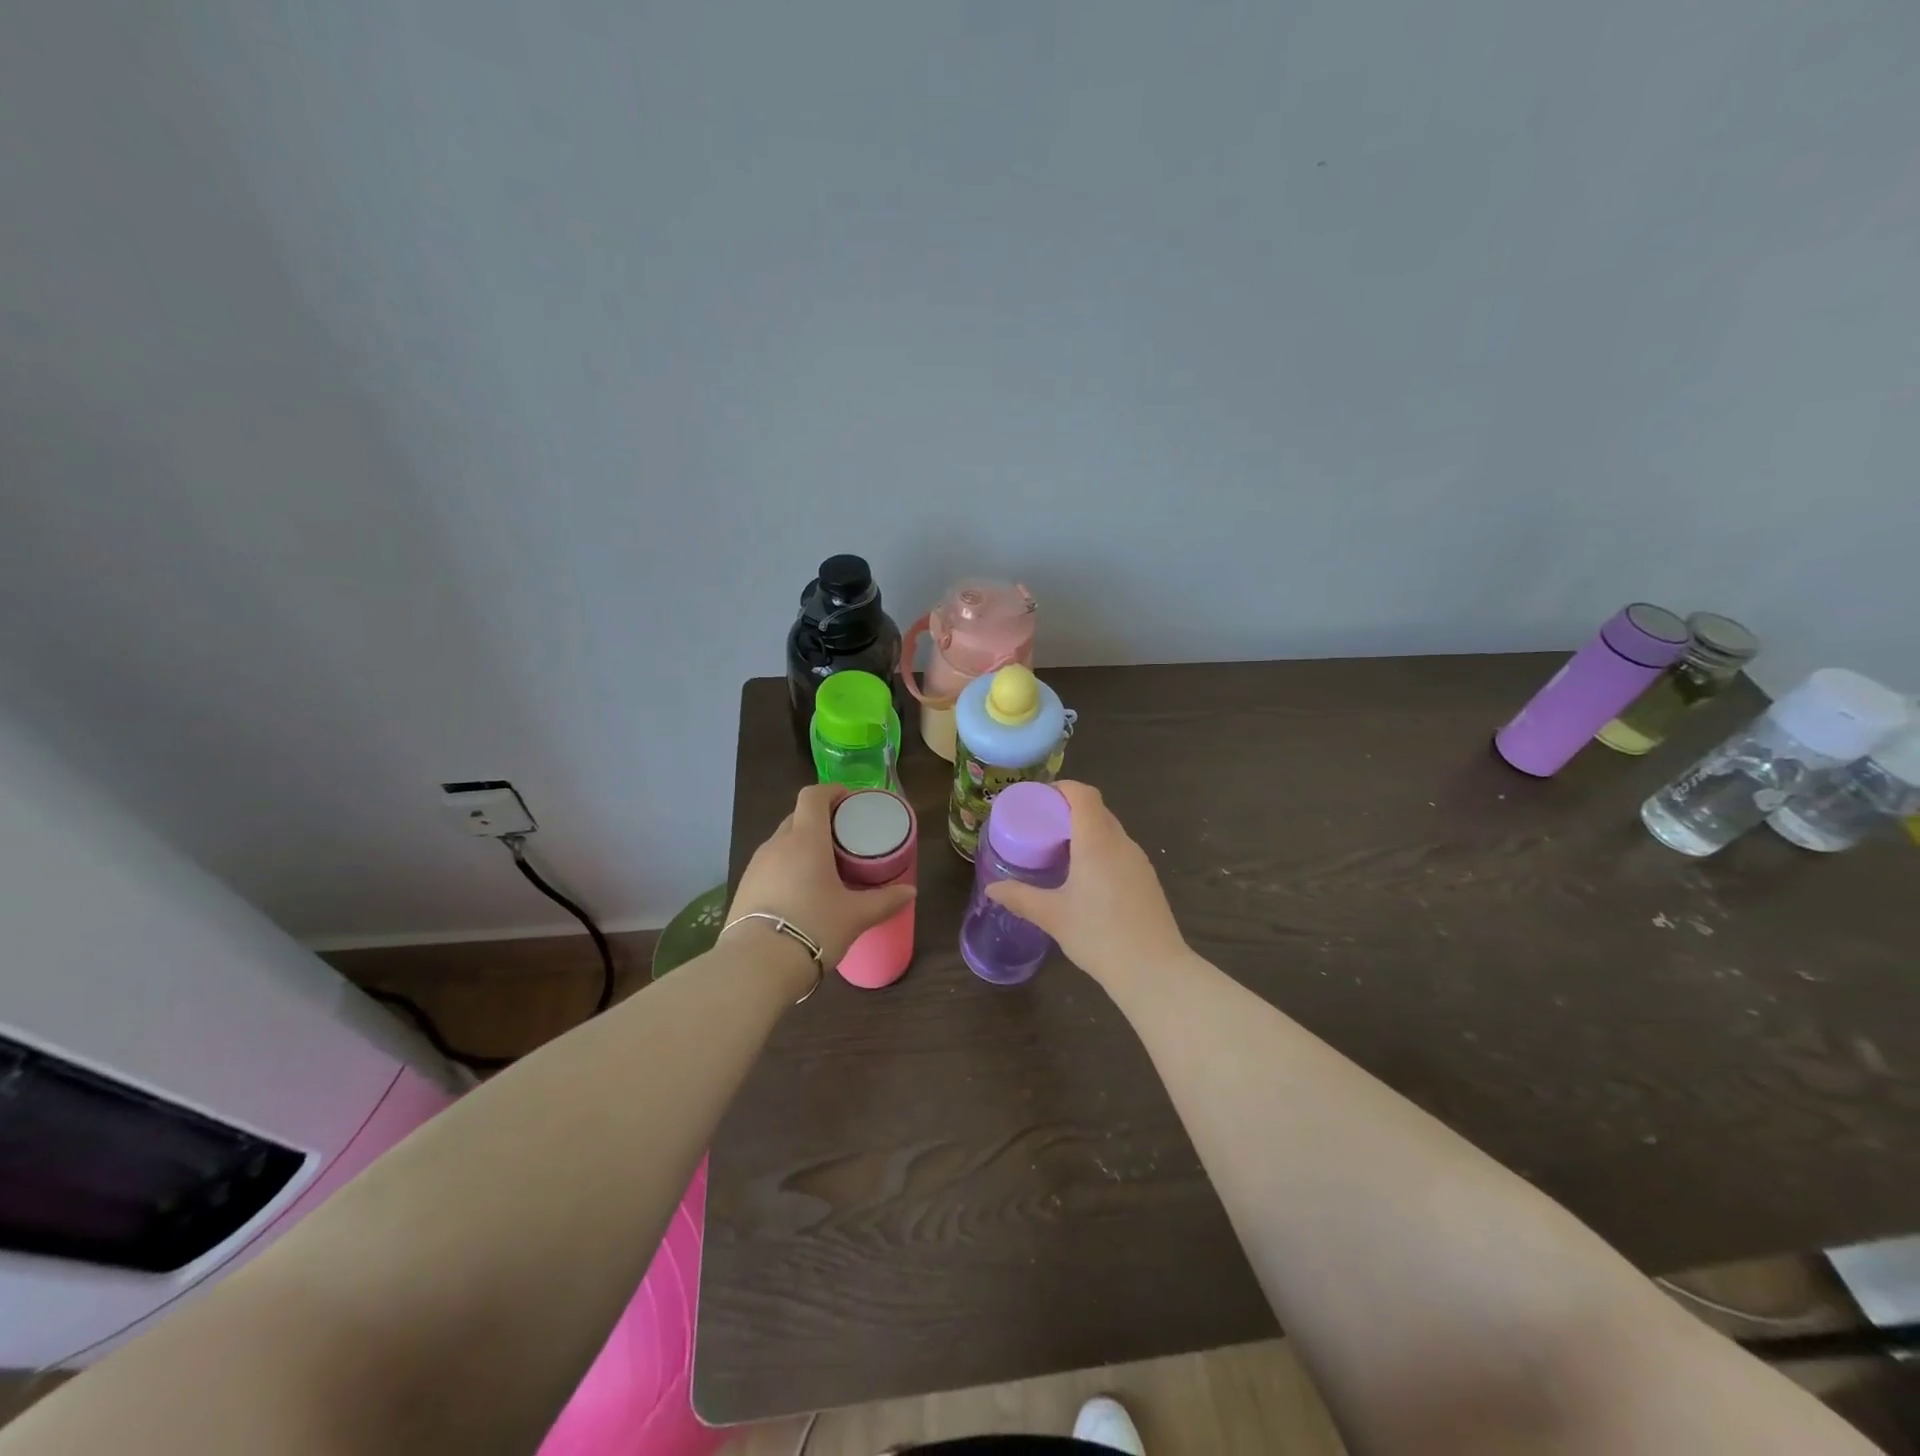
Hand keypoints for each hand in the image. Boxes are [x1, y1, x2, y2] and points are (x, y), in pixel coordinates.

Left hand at [730, 784, 916, 966]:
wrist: (756, 966)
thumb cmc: (814, 928)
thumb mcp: (856, 916)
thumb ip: (885, 900)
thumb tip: (910, 892)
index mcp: (806, 839)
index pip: (813, 796)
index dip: (831, 791)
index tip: (849, 801)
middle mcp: (777, 844)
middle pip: (798, 817)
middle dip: (819, 820)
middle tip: (843, 839)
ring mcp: (756, 866)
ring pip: (781, 842)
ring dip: (801, 845)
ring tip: (823, 867)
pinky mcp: (744, 889)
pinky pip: (770, 866)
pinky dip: (786, 868)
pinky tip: (800, 893)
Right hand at [984, 781, 1187, 984]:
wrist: (1153, 970)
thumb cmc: (1099, 935)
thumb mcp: (1053, 916)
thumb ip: (1020, 897)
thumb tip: (992, 888)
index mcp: (1097, 841)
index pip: (1083, 794)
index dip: (1062, 788)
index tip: (1039, 800)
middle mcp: (1121, 843)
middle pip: (1096, 810)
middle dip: (1068, 810)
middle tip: (1041, 827)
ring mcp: (1139, 861)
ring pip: (1110, 831)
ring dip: (1086, 831)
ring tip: (1059, 851)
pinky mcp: (1147, 880)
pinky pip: (1120, 851)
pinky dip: (1100, 850)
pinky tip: (1085, 878)